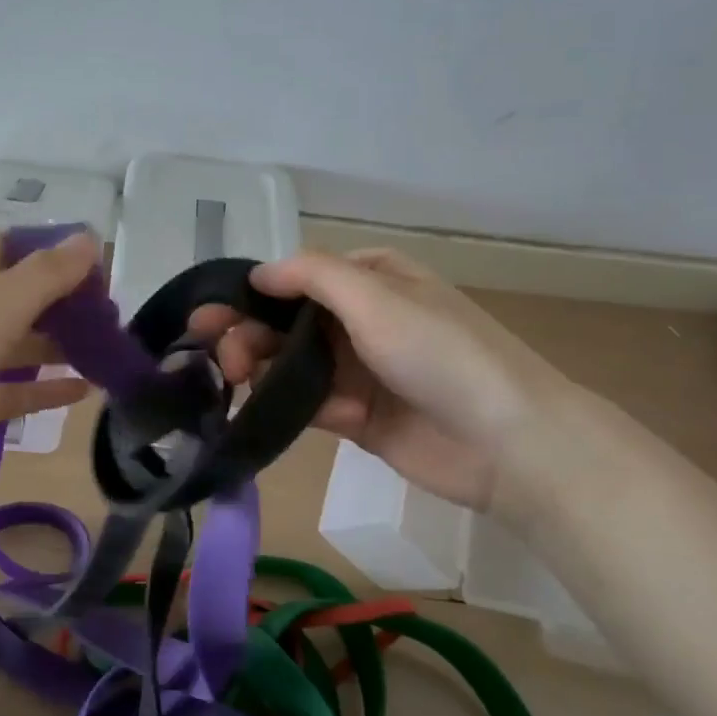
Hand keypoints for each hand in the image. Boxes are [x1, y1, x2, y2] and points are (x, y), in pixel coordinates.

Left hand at [0, 230, 100, 509]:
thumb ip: (46, 274)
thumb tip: (89, 237)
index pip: (12, 247)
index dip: (54, 252)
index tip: (101, 270)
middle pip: (20, 297)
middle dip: (65, 304)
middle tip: (115, 319)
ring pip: (18, 347)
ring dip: (60, 347)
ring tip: (110, 353)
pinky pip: (12, 393)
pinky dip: (44, 391)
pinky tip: (84, 392)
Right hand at [188, 248, 568, 511]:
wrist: (505, 443)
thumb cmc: (440, 354)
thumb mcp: (377, 297)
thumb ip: (312, 276)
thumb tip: (258, 273)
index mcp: (372, 280)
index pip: (297, 279)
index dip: (252, 294)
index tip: (211, 315)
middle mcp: (362, 320)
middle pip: (287, 322)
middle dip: (247, 332)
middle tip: (214, 353)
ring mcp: (358, 370)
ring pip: (290, 363)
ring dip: (257, 368)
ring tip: (232, 379)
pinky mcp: (355, 417)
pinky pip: (307, 403)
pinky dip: (280, 404)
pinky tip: (255, 409)